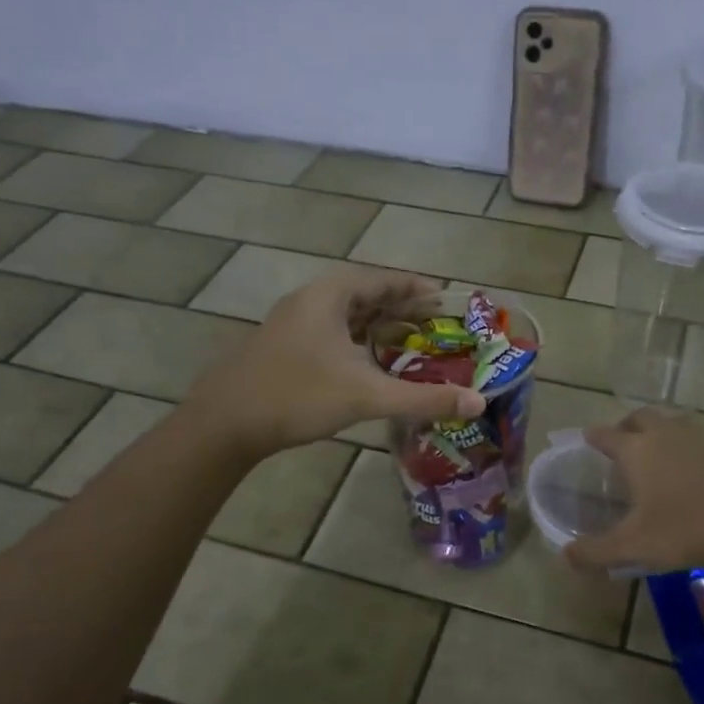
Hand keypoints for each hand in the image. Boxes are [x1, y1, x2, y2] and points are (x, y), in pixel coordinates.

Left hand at [183, 267, 486, 459]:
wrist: (224, 423)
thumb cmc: (298, 395)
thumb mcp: (367, 395)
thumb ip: (424, 398)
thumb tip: (478, 402)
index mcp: (330, 295)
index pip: (384, 280)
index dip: (417, 287)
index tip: (446, 296)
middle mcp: (310, 301)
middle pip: (365, 296)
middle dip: (401, 308)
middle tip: (436, 323)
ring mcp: (292, 325)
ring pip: (346, 317)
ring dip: (378, 326)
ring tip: (410, 341)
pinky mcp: (283, 349)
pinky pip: (331, 335)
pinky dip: (357, 343)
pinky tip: (369, 364)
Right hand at [564, 407, 703, 574]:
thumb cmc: (682, 531)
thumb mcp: (632, 547)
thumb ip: (595, 551)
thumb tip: (566, 555)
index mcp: (636, 451)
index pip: (606, 435)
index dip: (594, 437)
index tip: (587, 439)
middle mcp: (664, 435)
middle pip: (640, 418)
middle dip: (626, 426)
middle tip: (621, 442)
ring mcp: (698, 438)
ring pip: (671, 423)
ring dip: (658, 432)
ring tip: (655, 453)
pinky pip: (697, 438)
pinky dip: (686, 446)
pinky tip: (689, 468)